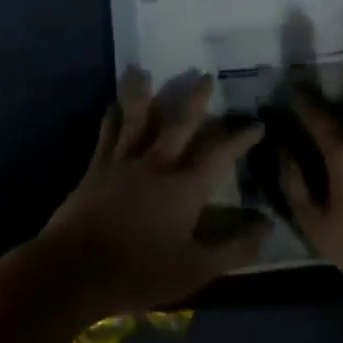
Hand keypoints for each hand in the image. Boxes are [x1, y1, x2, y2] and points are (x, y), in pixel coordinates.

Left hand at [39, 69, 269, 313]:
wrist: (74, 271)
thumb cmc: (139, 273)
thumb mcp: (196, 270)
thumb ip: (235, 249)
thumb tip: (267, 226)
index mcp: (185, 188)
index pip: (220, 154)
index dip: (240, 138)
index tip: (256, 123)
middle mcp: (156, 165)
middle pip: (179, 123)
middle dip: (195, 99)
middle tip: (205, 76)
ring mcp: (123, 163)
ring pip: (136, 119)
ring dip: (142, 93)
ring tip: (142, 69)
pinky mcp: (95, 169)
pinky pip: (106, 134)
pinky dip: (111, 117)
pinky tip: (112, 105)